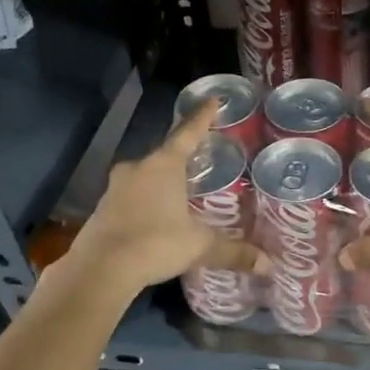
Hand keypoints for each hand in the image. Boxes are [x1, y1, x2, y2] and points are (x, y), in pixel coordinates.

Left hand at [67, 100, 266, 294]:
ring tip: (180, 193)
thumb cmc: (155, 244)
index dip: (202, 117)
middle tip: (200, 160)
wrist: (100, 269)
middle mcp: (138, 168)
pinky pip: (131, 197)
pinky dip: (146, 202)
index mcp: (164, 165)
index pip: (188, 133)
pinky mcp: (102, 209)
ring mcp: (115, 187)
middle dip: (182, 158)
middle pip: (165, 155)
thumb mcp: (199, 246)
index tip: (212, 99)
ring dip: (161, 182)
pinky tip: (156, 218)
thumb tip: (269, 265)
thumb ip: (233, 251)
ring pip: (145, 176)